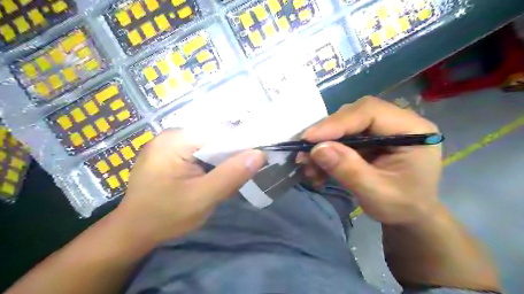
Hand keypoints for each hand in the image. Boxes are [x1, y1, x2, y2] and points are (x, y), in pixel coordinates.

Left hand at [112, 130, 263, 243]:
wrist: (133, 232)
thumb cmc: (165, 216)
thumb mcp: (203, 198)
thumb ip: (231, 175)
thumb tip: (260, 153)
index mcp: (176, 140)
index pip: (220, 132)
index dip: (242, 143)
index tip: (258, 158)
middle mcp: (172, 134)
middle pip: (214, 137)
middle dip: (230, 154)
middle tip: (242, 173)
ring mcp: (169, 143)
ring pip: (208, 145)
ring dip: (221, 160)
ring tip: (229, 176)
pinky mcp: (170, 153)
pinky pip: (199, 152)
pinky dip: (211, 163)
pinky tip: (212, 176)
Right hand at [299, 97, 440, 224]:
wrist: (409, 215)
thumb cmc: (402, 206)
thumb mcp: (377, 194)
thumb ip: (349, 170)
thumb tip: (317, 149)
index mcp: (412, 130)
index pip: (370, 112)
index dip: (337, 123)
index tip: (309, 139)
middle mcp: (396, 121)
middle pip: (353, 114)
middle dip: (326, 133)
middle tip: (303, 151)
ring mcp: (380, 128)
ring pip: (343, 124)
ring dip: (322, 143)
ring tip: (307, 164)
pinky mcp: (368, 136)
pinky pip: (341, 136)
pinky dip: (326, 151)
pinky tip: (316, 168)